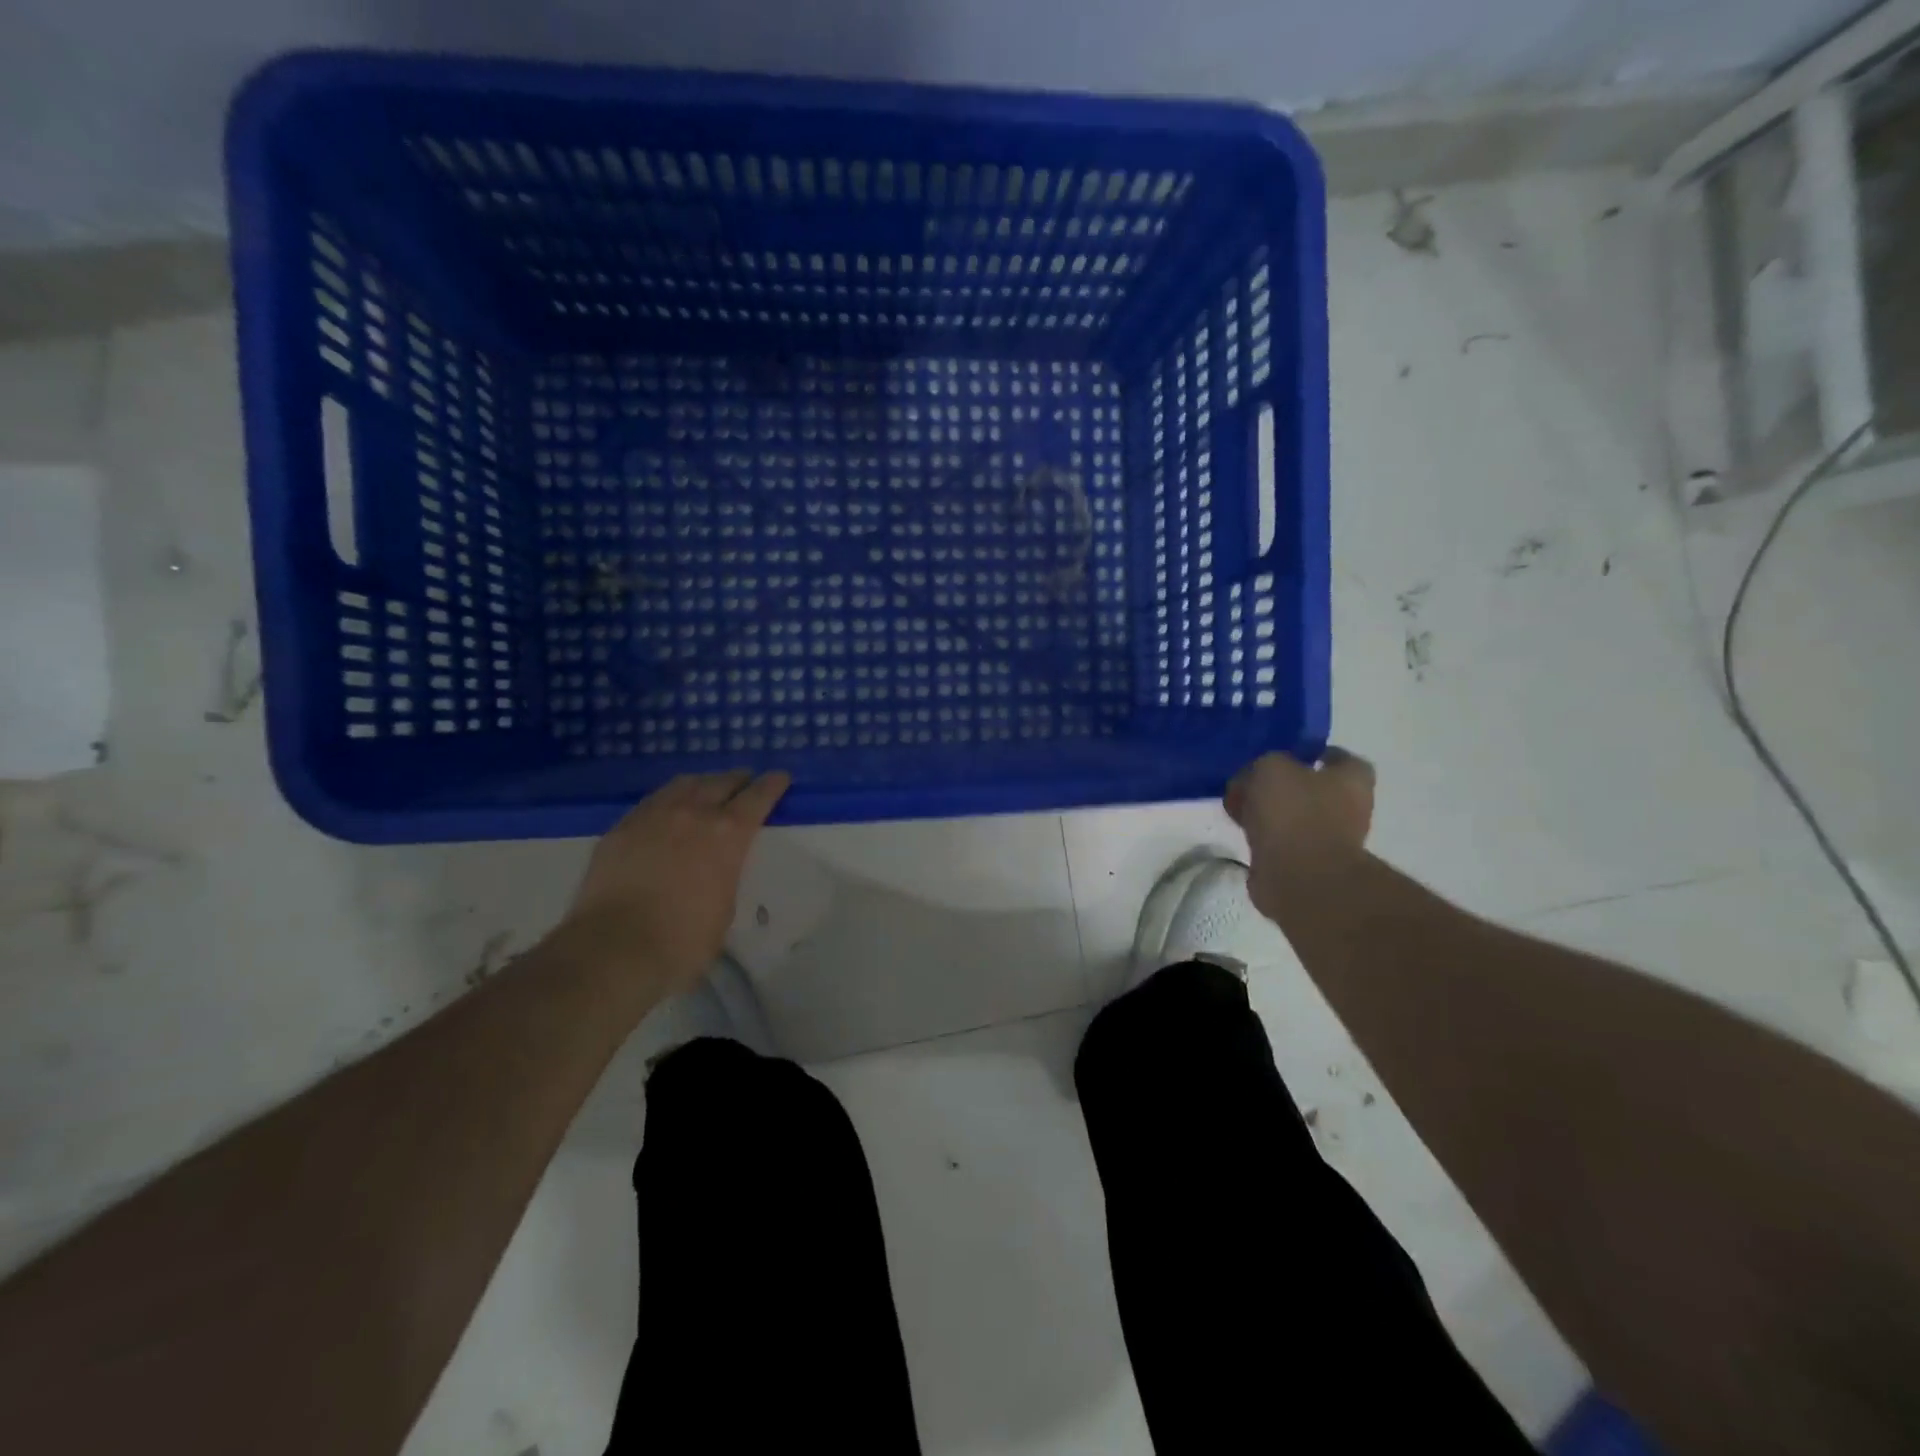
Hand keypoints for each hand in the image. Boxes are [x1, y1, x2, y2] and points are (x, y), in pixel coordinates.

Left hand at [560, 769, 790, 1000]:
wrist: (613, 948)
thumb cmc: (682, 940)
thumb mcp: (724, 908)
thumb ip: (725, 876)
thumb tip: (715, 870)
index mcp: (728, 834)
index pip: (758, 797)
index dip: (772, 785)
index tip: (780, 777)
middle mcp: (693, 813)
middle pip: (721, 782)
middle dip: (738, 780)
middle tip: (744, 782)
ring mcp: (653, 816)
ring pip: (683, 784)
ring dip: (702, 783)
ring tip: (706, 789)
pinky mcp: (621, 828)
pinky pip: (651, 802)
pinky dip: (668, 800)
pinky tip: (666, 811)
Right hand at [1225, 749, 1374, 915]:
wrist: (1298, 878)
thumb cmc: (1293, 813)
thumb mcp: (1270, 768)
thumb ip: (1263, 765)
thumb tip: (1254, 779)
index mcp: (1351, 779)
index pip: (1337, 757)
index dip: (1310, 753)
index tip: (1280, 755)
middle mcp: (1349, 808)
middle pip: (1312, 788)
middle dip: (1282, 785)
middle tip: (1249, 782)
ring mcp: (1330, 840)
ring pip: (1294, 816)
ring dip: (1270, 813)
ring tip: (1239, 808)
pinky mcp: (1308, 865)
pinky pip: (1282, 842)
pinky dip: (1264, 838)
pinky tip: (1242, 833)